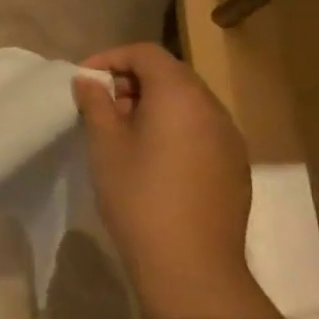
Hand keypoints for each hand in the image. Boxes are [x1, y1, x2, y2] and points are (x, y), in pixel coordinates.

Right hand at [72, 44, 263, 318]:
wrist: (190, 264)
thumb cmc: (138, 196)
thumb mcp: (105, 145)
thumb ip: (96, 104)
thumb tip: (89, 82)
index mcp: (180, 96)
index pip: (146, 54)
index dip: (111, 58)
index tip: (85, 82)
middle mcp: (212, 109)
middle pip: (171, 74)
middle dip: (131, 82)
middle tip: (100, 108)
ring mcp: (229, 138)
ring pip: (187, 103)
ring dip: (152, 105)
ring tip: (121, 134)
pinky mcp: (234, 166)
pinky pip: (200, 129)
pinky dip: (172, 128)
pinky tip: (150, 159)